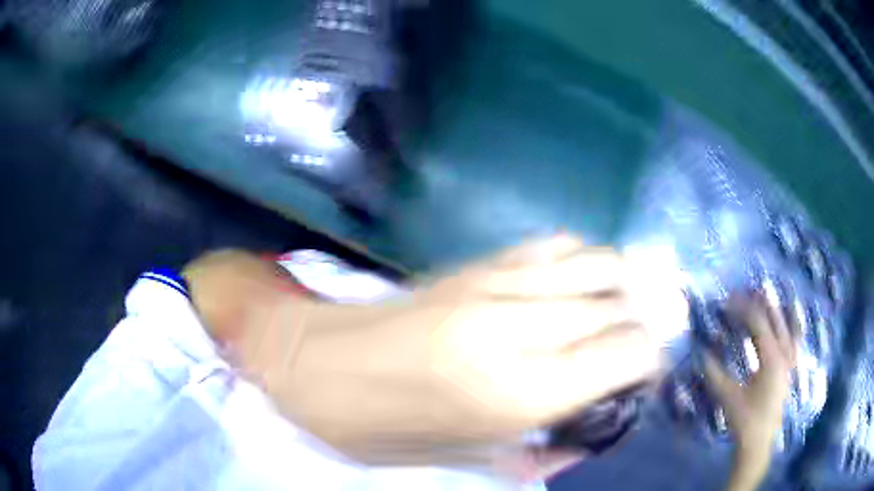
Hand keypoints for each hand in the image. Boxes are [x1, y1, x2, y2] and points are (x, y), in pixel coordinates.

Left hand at [186, 236, 663, 469]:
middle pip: (620, 303)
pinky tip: (586, 277)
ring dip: (625, 283)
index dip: (651, 359)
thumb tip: (585, 433)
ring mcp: (495, 284)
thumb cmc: (380, 428)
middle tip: (652, 336)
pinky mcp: (474, 263)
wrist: (313, 365)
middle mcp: (519, 328)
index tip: (650, 371)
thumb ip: (535, 449)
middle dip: (648, 319)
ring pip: (596, 262)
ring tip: (630, 304)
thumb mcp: (461, 460)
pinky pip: (553, 244)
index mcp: (517, 393)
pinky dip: (585, 257)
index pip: (625, 354)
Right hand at [703, 296, 796, 489]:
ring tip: (768, 294)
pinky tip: (791, 317)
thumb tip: (701, 353)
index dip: (743, 309)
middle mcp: (784, 354)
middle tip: (745, 290)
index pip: (758, 323)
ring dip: (777, 308)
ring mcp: (790, 360)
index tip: (727, 300)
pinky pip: (795, 338)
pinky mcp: (790, 368)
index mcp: (771, 359)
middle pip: (775, 318)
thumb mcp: (728, 398)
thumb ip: (715, 375)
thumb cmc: (744, 420)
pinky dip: (792, 324)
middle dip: (760, 302)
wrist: (758, 442)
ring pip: (788, 325)